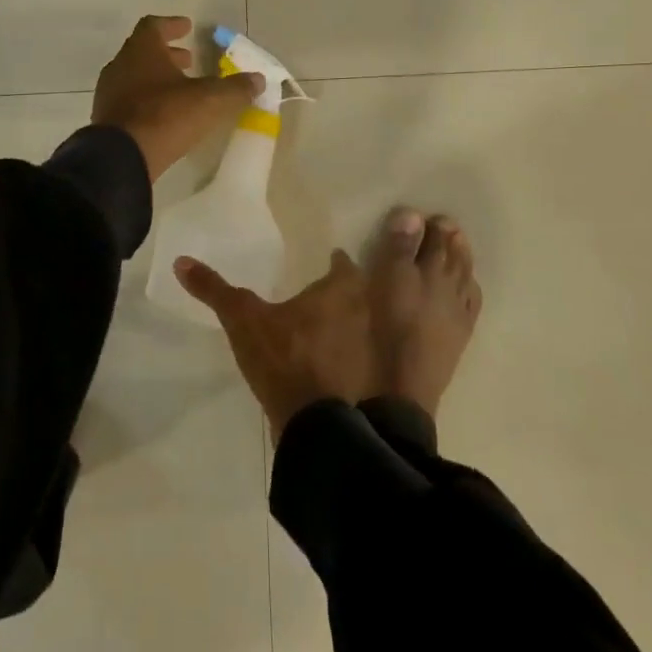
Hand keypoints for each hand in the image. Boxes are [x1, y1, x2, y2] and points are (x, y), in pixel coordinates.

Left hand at [93, 15, 264, 182]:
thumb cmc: (165, 116)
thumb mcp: (210, 100)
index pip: (154, 26)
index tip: (188, 27)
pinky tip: (163, 113)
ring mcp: (109, 92)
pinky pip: (128, 99)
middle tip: (189, 60)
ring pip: (134, 75)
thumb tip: (258, 79)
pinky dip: (146, 98)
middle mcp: (121, 65)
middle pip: (143, 51)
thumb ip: (235, 88)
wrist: (121, 157)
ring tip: (180, 88)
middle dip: (167, 54)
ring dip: (157, 77)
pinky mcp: (106, 118)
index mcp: (142, 50)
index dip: (172, 25)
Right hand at [174, 249, 373, 435]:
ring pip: (358, 327)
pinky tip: (321, 360)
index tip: (330, 257)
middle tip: (322, 286)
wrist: (314, 425)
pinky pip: (352, 358)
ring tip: (319, 322)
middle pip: (357, 296)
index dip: (337, 261)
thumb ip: (214, 290)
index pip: (344, 267)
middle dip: (343, 291)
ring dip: (345, 323)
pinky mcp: (360, 384)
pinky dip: (341, 354)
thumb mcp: (242, 319)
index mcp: (339, 293)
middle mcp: (360, 316)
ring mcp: (364, 353)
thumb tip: (181, 261)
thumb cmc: (284, 357)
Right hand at [175, 207, 482, 437]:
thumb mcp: (247, 327)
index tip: (343, 259)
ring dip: (452, 253)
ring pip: (446, 275)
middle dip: (421, 237)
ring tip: (457, 235)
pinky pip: (464, 312)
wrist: (341, 431)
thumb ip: (216, 291)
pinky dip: (468, 293)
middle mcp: (389, 292)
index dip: (346, 261)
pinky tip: (471, 288)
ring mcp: (420, 323)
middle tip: (434, 221)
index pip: (347, 263)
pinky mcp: (444, 354)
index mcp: (345, 282)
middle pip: (412, 255)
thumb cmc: (293, 369)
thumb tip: (179, 261)